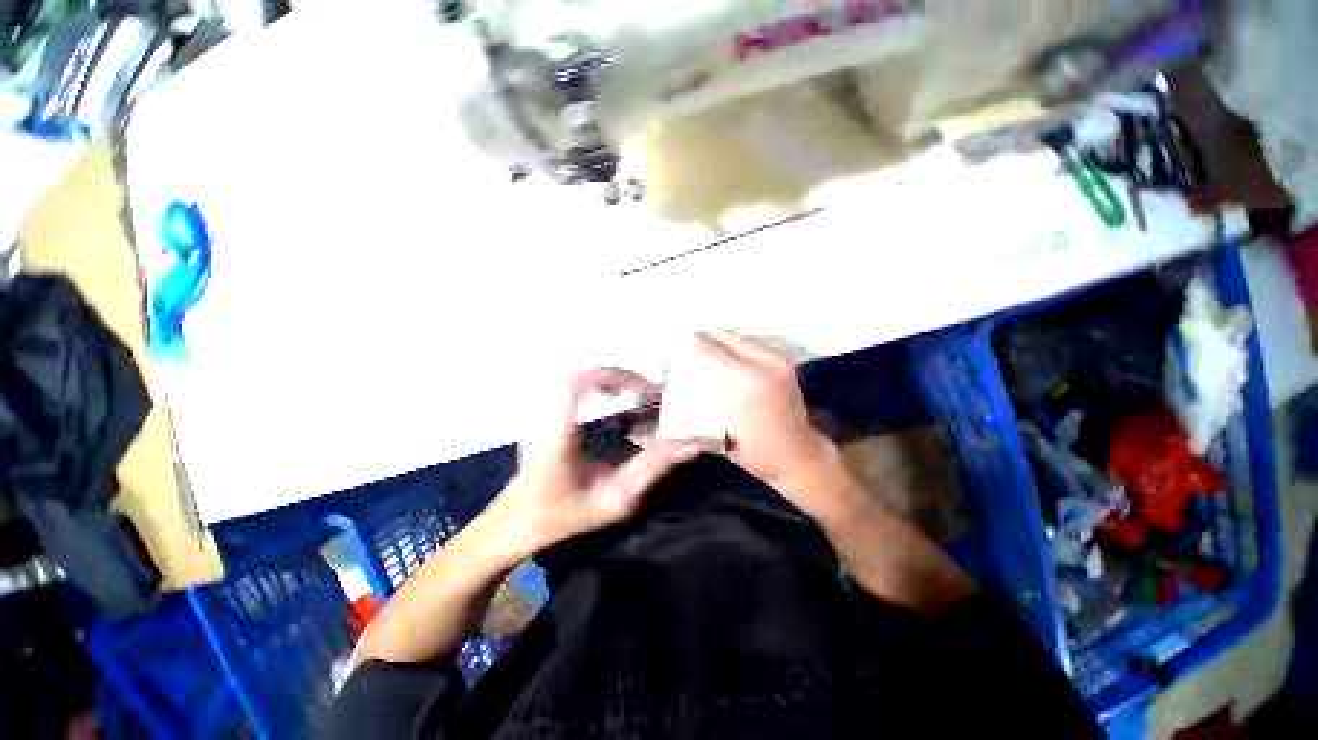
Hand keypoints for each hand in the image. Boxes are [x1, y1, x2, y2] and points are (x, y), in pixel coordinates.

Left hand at [489, 368, 702, 558]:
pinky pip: (571, 383)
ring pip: (575, 375)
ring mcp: (537, 409)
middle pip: (578, 374)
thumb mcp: (614, 500)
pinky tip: (614, 396)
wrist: (520, 519)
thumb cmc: (565, 515)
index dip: (610, 376)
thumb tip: (688, 445)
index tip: (643, 390)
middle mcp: (542, 415)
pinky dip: (597, 382)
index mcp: (556, 436)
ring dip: (608, 377)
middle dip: (618, 375)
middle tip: (647, 391)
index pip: (574, 386)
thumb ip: (650, 470)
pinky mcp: (541, 408)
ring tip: (635, 392)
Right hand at [690, 332, 840, 502]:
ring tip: (700, 347)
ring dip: (717, 339)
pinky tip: (721, 353)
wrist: (799, 455)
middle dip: (701, 337)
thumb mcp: (720, 432)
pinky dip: (732, 344)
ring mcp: (777, 357)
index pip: (709, 349)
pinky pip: (750, 342)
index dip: (689, 343)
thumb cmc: (756, 452)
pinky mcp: (783, 358)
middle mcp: (764, 362)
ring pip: (737, 335)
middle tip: (684, 344)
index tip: (672, 341)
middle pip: (724, 335)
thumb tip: (679, 377)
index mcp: (747, 382)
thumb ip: (703, 400)